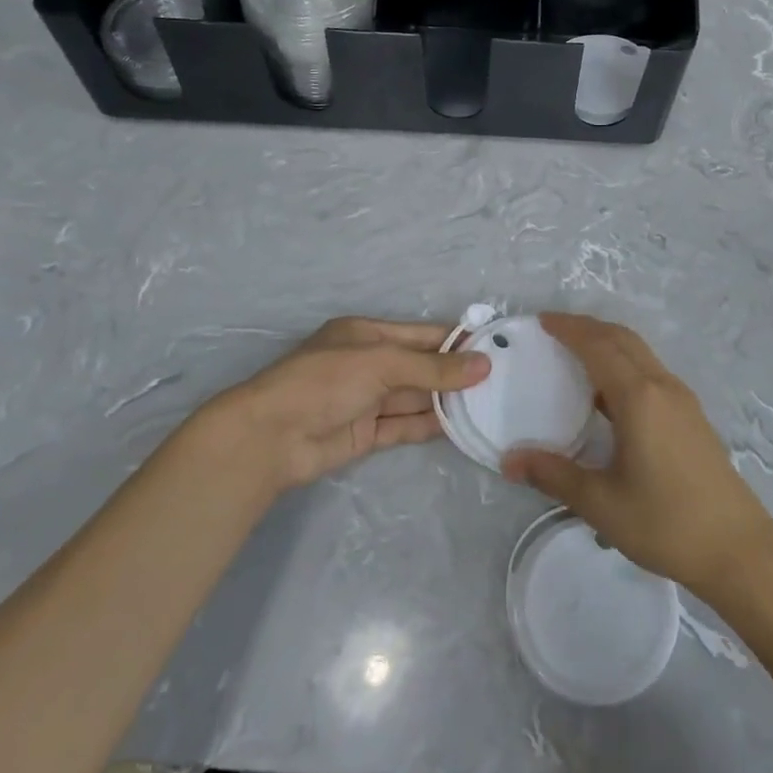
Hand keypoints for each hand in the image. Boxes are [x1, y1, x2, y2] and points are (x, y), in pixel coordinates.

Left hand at [199, 318, 487, 495]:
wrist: (270, 437)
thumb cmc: (324, 382)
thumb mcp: (382, 364)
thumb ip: (433, 367)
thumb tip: (484, 365)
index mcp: (367, 334)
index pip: (422, 334)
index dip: (456, 341)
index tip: (495, 348)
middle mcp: (369, 364)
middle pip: (421, 366)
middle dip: (456, 373)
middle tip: (501, 380)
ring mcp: (367, 400)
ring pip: (416, 398)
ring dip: (447, 401)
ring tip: (490, 404)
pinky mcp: (366, 434)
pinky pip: (405, 426)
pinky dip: (430, 426)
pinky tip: (460, 427)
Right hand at [501, 313, 772, 598]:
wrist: (738, 550)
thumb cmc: (666, 523)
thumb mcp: (601, 503)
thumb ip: (553, 476)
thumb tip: (510, 460)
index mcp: (639, 397)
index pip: (599, 346)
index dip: (570, 329)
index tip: (542, 321)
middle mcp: (663, 387)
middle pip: (623, 339)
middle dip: (588, 327)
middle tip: (554, 331)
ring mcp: (682, 401)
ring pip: (641, 354)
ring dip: (609, 344)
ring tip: (576, 356)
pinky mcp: (692, 417)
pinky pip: (651, 373)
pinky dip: (625, 365)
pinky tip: (608, 397)